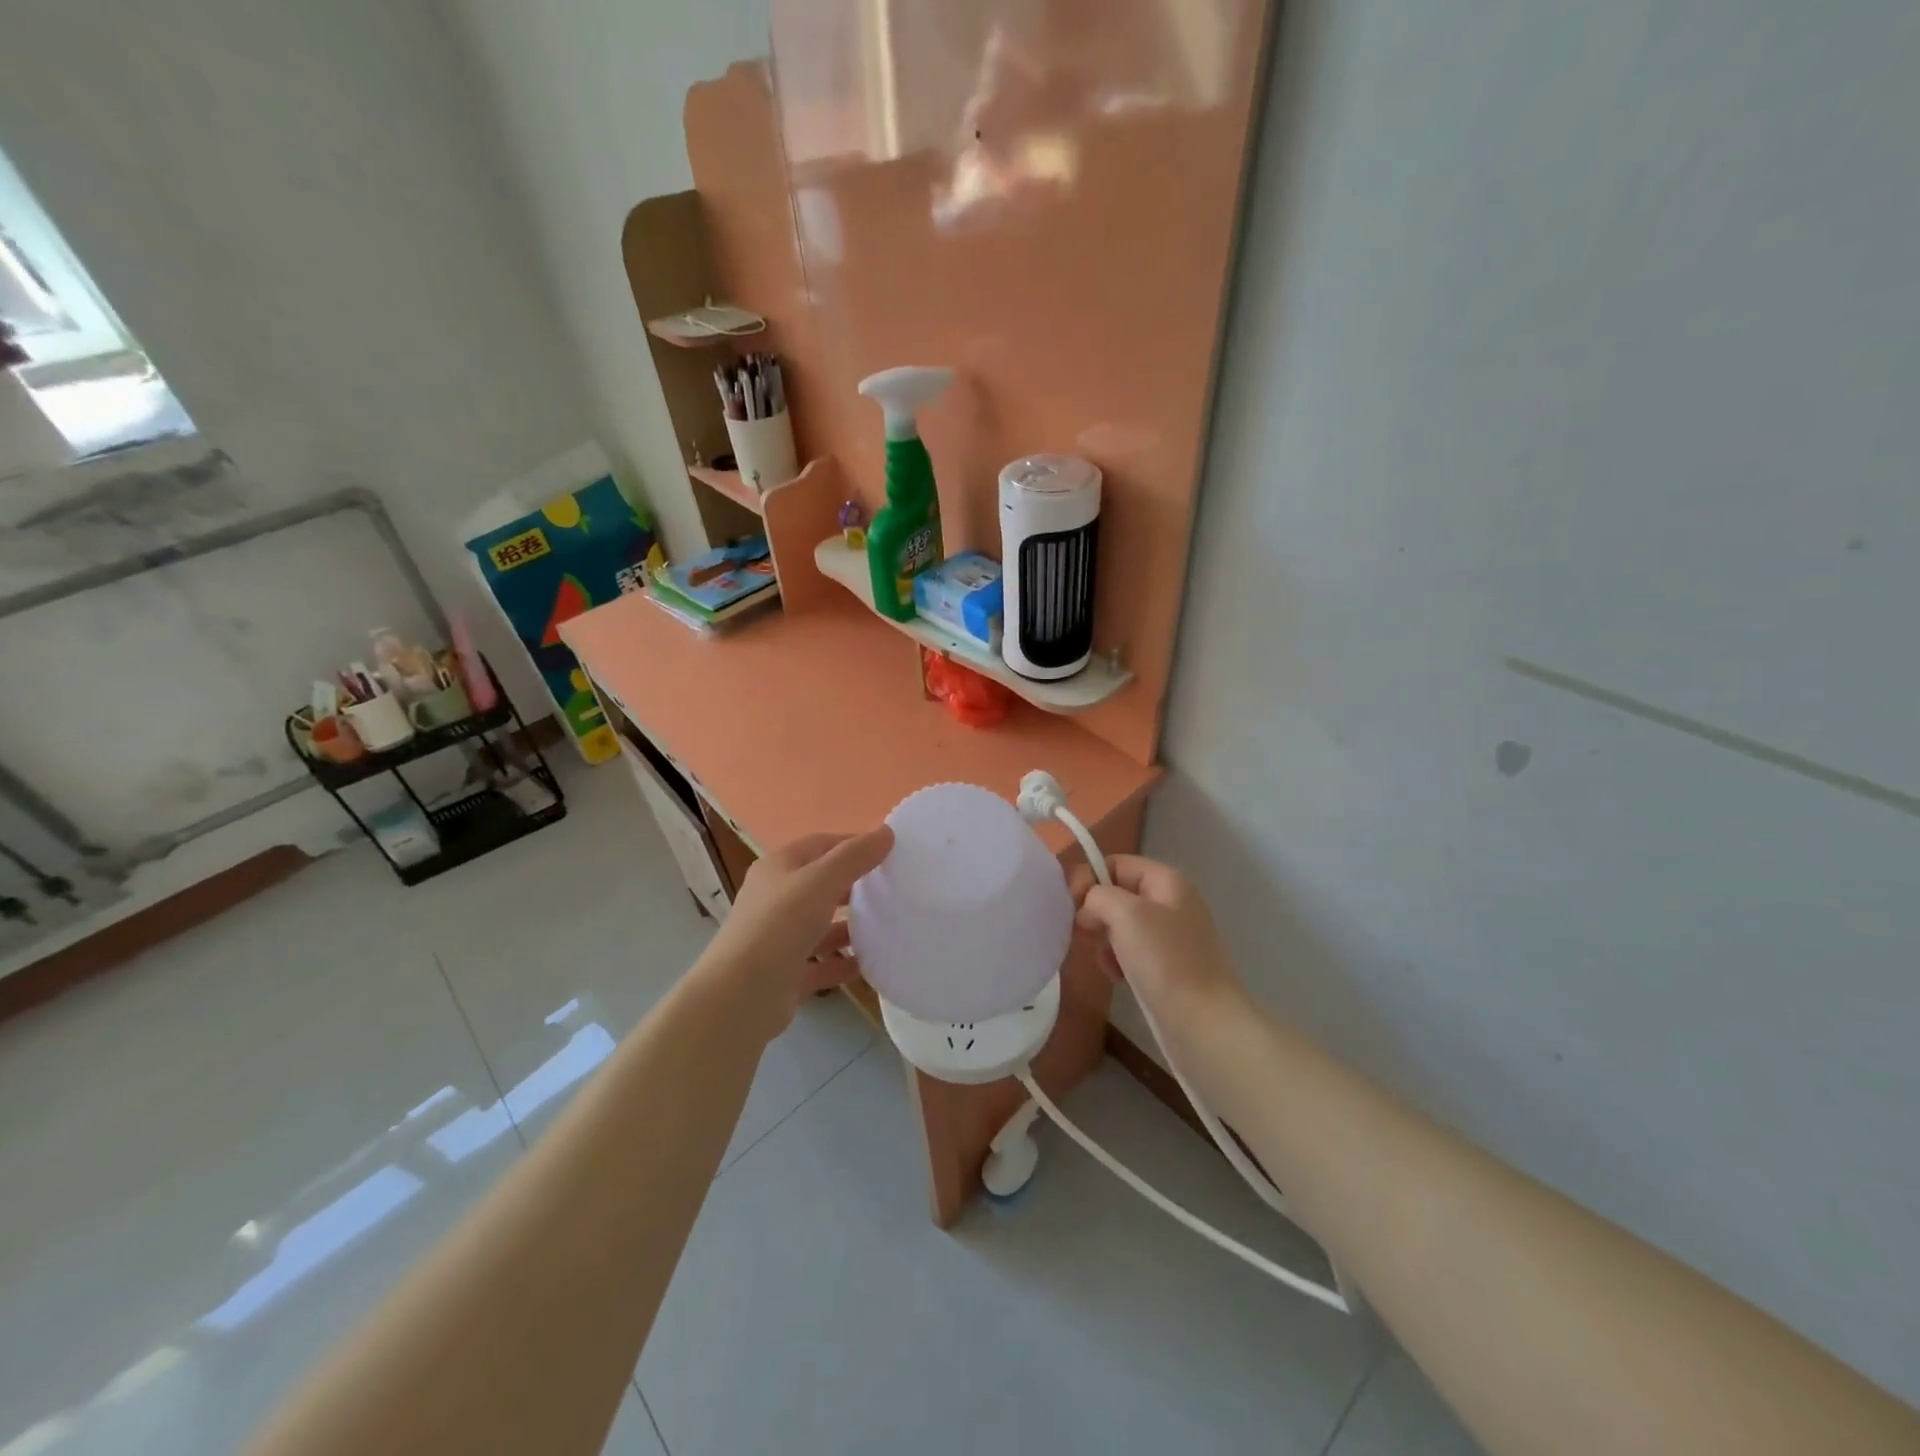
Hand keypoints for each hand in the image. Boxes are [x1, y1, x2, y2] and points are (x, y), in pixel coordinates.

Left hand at [702, 827, 893, 1038]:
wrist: (741, 996)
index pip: (820, 845)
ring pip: (822, 925)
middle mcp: (776, 899)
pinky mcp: (787, 974)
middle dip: (854, 885)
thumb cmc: (779, 925)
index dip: (852, 844)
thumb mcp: (820, 881)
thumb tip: (886, 832)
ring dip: (851, 925)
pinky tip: (871, 963)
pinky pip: (822, 963)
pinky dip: (844, 962)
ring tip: (887, 924)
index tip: (889, 851)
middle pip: (821, 884)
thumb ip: (854, 857)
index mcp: (777, 868)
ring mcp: (780, 939)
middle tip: (892, 888)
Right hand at [1068, 855, 1247, 1034]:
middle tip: (1085, 934)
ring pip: (1121, 925)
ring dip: (1105, 940)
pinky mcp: (1168, 966)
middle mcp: (1171, 902)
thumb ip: (1098, 895)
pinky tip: (1117, 977)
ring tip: (1107, 961)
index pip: (1115, 863)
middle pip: (1118, 893)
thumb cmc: (1165, 961)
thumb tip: (1089, 907)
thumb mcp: (1126, 914)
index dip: (1089, 878)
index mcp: (1167, 880)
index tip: (1071, 905)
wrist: (1205, 1024)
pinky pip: (1132, 951)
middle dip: (1096, 912)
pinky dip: (1118, 960)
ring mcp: (1172, 936)